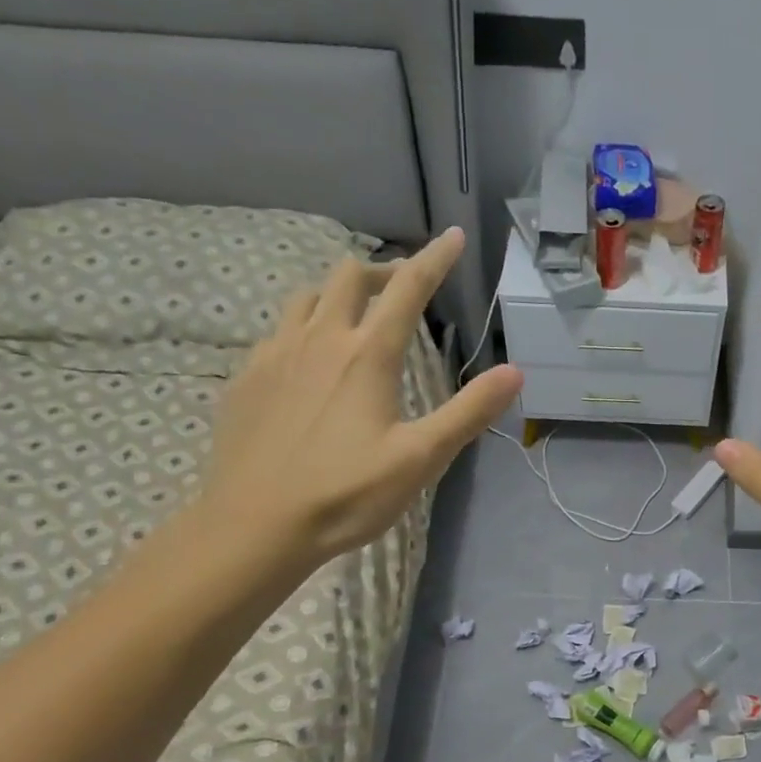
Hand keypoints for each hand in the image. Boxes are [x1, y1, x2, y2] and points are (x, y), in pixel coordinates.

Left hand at [199, 228, 521, 575]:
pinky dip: (302, 328)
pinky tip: (307, 361)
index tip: (452, 236)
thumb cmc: (347, 493)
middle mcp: (319, 340)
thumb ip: (469, 411)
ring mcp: (275, 356)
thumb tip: (514, 372)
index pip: (407, 289)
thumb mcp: (422, 458)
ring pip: (306, 297)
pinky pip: (277, 332)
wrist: (255, 525)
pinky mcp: (246, 379)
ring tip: (354, 316)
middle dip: (381, 272)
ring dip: (337, 294)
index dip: (434, 259)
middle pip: (348, 278)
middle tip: (402, 289)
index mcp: (368, 355)